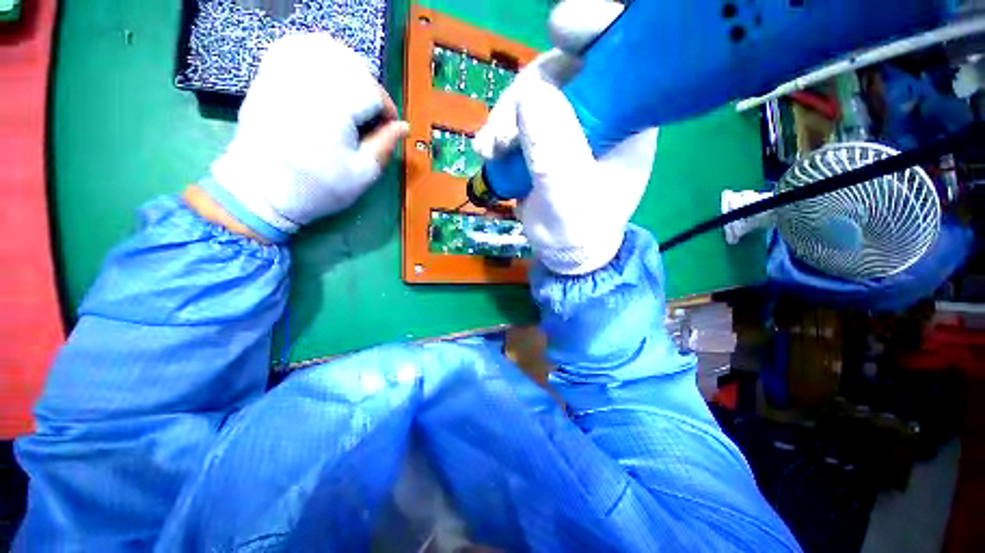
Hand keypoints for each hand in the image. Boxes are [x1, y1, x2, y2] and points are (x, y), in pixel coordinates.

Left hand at [205, 33, 408, 241]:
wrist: (261, 191)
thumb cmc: (318, 188)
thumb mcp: (362, 174)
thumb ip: (385, 146)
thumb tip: (403, 127)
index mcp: (333, 110)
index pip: (372, 91)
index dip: (387, 109)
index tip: (388, 129)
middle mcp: (307, 83)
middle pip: (351, 64)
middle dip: (371, 88)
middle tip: (372, 114)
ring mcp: (283, 74)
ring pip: (325, 48)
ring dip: (347, 67)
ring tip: (353, 93)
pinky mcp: (268, 76)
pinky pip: (295, 46)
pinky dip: (315, 53)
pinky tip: (325, 73)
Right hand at [473, 0, 657, 274]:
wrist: (563, 250)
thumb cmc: (578, 229)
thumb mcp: (569, 196)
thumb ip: (554, 151)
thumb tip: (531, 95)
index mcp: (629, 116)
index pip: (622, 52)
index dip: (595, 28)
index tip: (561, 28)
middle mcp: (602, 110)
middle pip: (565, 67)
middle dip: (529, 89)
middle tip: (504, 129)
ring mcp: (568, 122)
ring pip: (533, 92)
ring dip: (505, 117)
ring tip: (491, 150)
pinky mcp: (543, 136)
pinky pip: (517, 116)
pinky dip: (498, 130)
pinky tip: (487, 152)